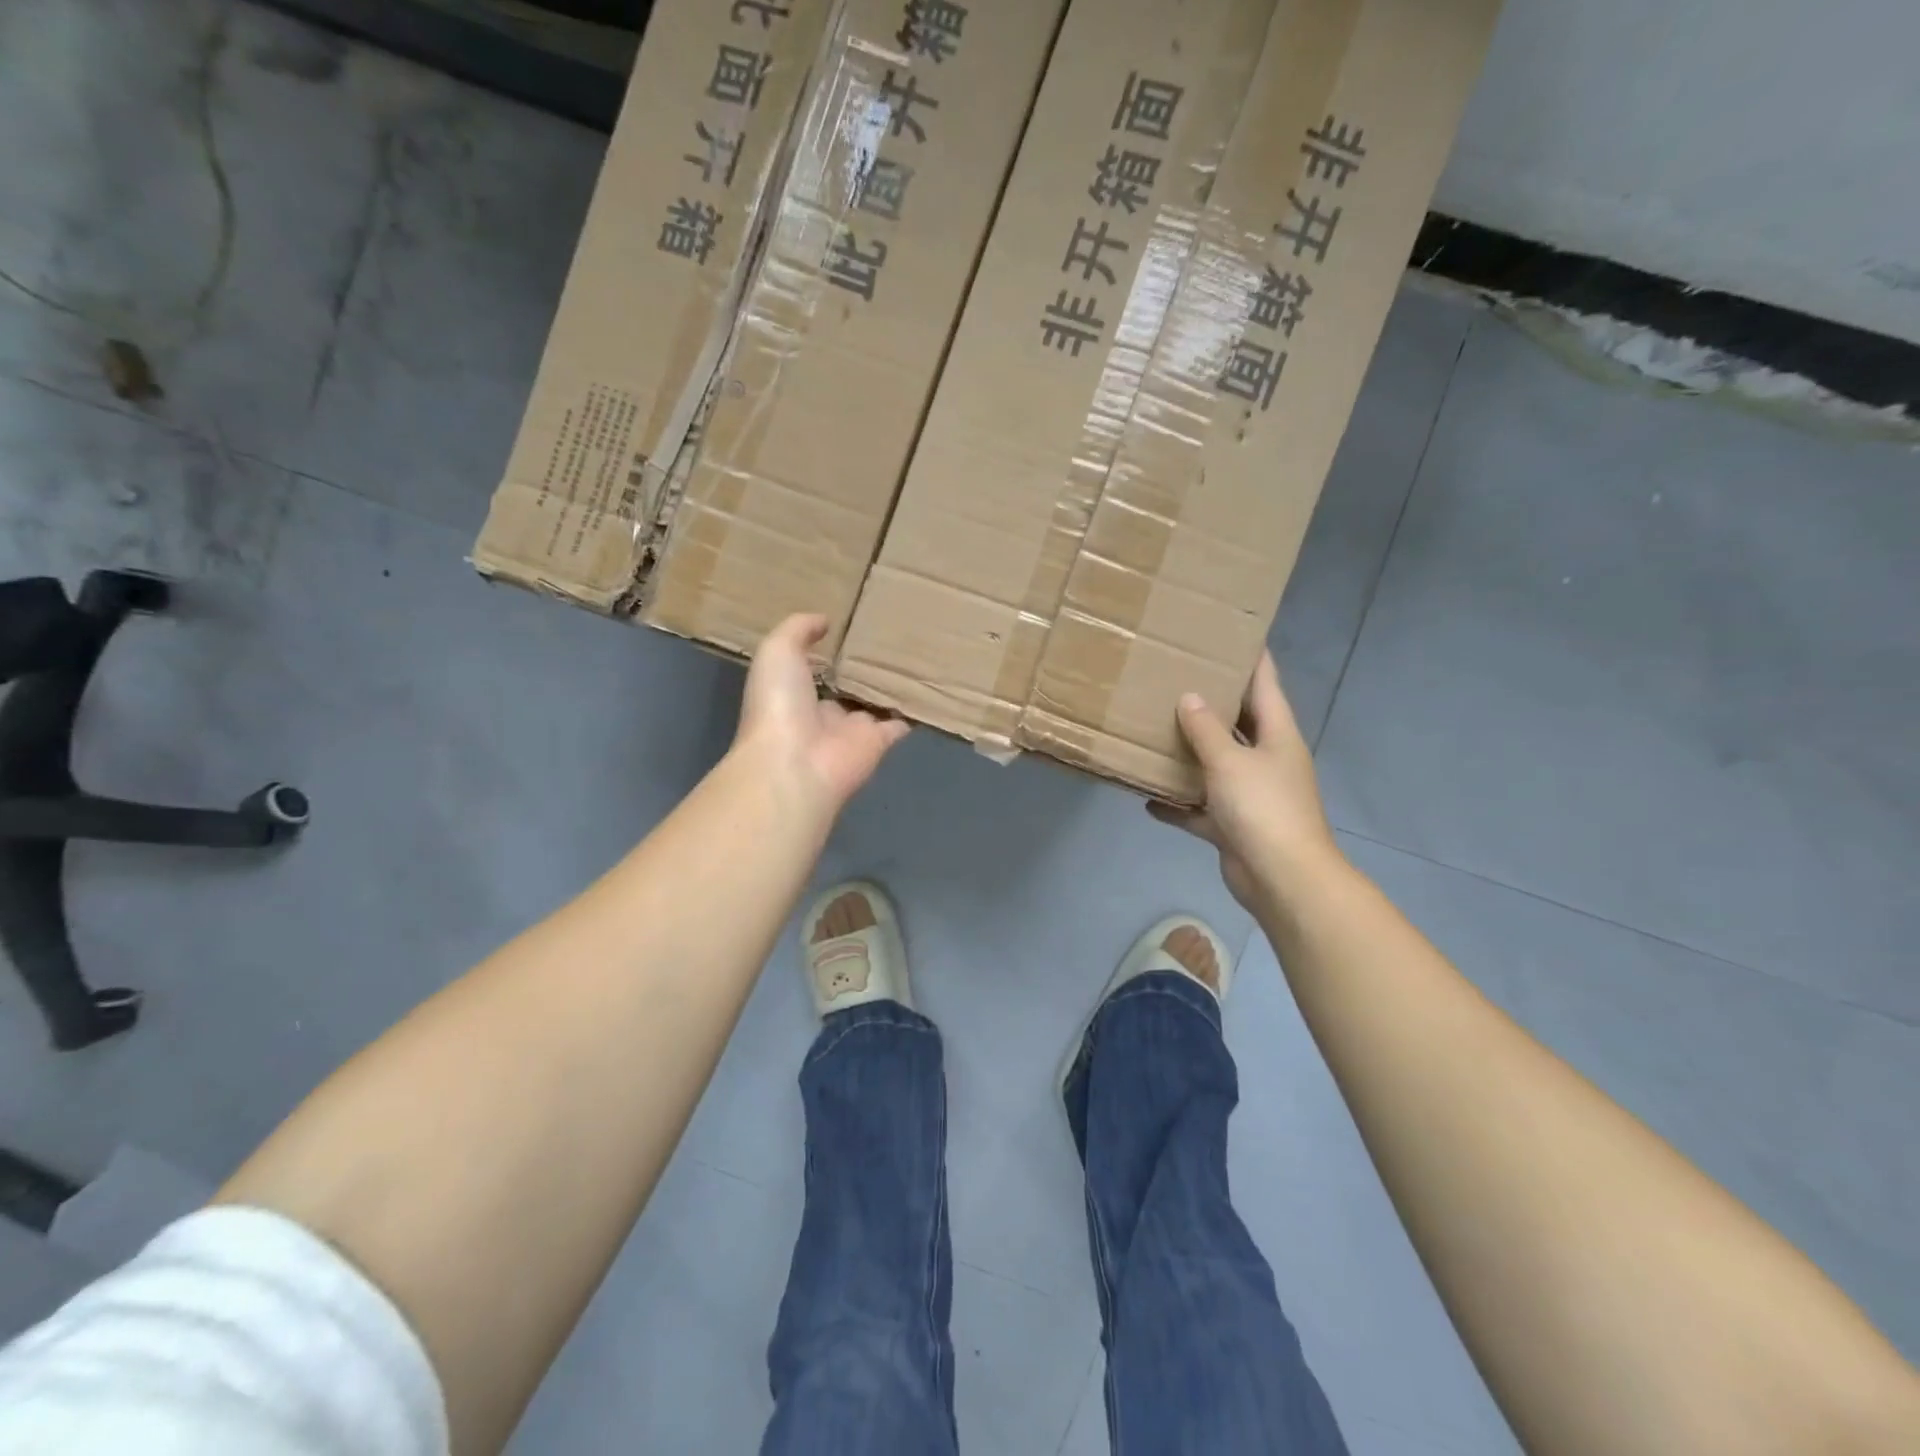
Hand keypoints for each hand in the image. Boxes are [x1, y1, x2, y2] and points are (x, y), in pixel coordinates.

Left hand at [733, 614, 909, 819]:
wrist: (795, 764)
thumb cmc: (779, 704)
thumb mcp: (777, 651)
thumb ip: (798, 630)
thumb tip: (825, 621)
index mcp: (793, 691)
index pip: (813, 670)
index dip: (828, 653)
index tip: (849, 629)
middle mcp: (823, 711)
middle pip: (846, 687)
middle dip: (862, 669)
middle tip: (888, 638)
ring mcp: (853, 729)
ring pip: (874, 704)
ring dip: (889, 687)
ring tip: (913, 654)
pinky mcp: (879, 742)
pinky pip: (900, 723)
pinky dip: (913, 711)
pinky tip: (928, 689)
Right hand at [1149, 653, 1340, 910]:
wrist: (1282, 879)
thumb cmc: (1262, 808)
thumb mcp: (1229, 761)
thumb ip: (1205, 729)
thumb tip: (1188, 698)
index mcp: (1276, 736)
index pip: (1265, 685)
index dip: (1252, 658)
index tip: (1233, 634)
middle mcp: (1266, 760)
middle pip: (1238, 724)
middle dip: (1210, 704)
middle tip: (1176, 678)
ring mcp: (1250, 794)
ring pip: (1215, 766)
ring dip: (1189, 755)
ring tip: (1155, 731)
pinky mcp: (1233, 825)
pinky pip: (1199, 808)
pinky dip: (1177, 805)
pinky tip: (1147, 797)